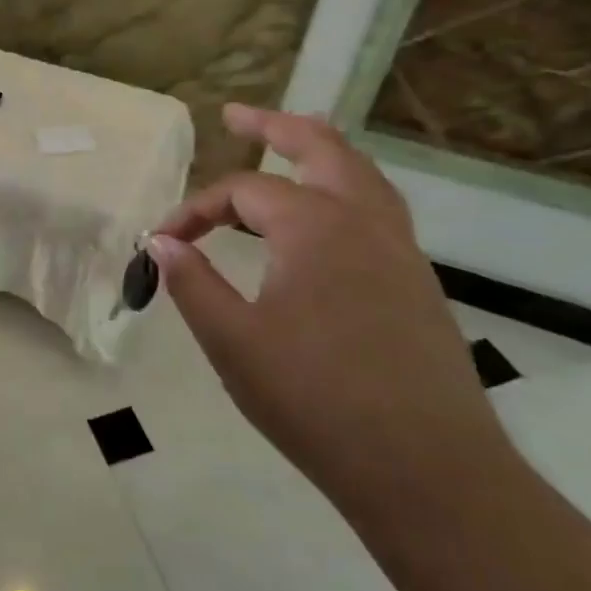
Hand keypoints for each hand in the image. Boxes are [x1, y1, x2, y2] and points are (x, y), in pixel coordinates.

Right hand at [148, 106, 512, 527]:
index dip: (194, 210)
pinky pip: (378, 210)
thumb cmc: (316, 402)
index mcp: (315, 226)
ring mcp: (401, 250)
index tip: (162, 241)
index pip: (241, 192)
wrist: (429, 472)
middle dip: (274, 127)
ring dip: (318, 152)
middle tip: (235, 117)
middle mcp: (364, 221)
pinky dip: (344, 190)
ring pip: (360, 175)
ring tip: (287, 147)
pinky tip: (324, 221)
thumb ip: (192, 283)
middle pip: (321, 147)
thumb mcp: (233, 342)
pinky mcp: (418, 283)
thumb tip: (161, 240)